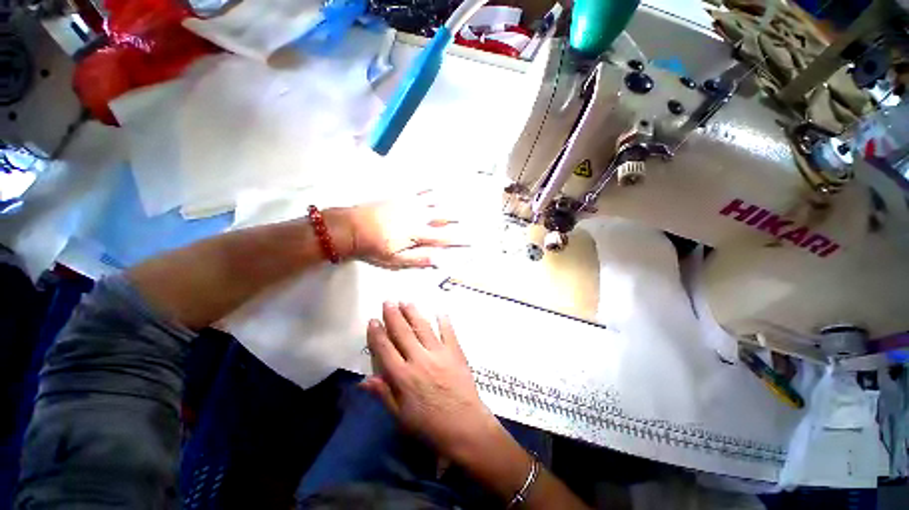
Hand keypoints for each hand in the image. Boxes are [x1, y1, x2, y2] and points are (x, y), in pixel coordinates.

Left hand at [331, 191, 464, 268]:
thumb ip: (418, 259)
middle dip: (461, 216)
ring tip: (465, 196)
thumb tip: (440, 259)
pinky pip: (420, 190)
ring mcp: (410, 204)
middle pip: (444, 216)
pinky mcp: (401, 197)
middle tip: (476, 214)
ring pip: (436, 201)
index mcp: (418, 234)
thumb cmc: (373, 247)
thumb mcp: (395, 260)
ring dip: (451, 199)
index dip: (460, 239)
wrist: (351, 227)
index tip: (473, 240)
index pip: (445, 238)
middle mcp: (418, 216)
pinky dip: (431, 187)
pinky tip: (438, 184)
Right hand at [361, 302, 499, 460]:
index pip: (385, 350)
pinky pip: (448, 331)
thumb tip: (364, 380)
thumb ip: (384, 394)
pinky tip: (439, 311)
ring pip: (423, 327)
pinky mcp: (455, 352)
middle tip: (388, 301)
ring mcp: (439, 353)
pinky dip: (443, 320)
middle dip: (393, 315)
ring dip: (413, 313)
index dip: (377, 334)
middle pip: (403, 333)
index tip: (372, 320)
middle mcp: (419, 360)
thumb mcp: (401, 417)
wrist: (465, 426)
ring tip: (406, 301)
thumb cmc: (430, 426)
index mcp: (403, 377)